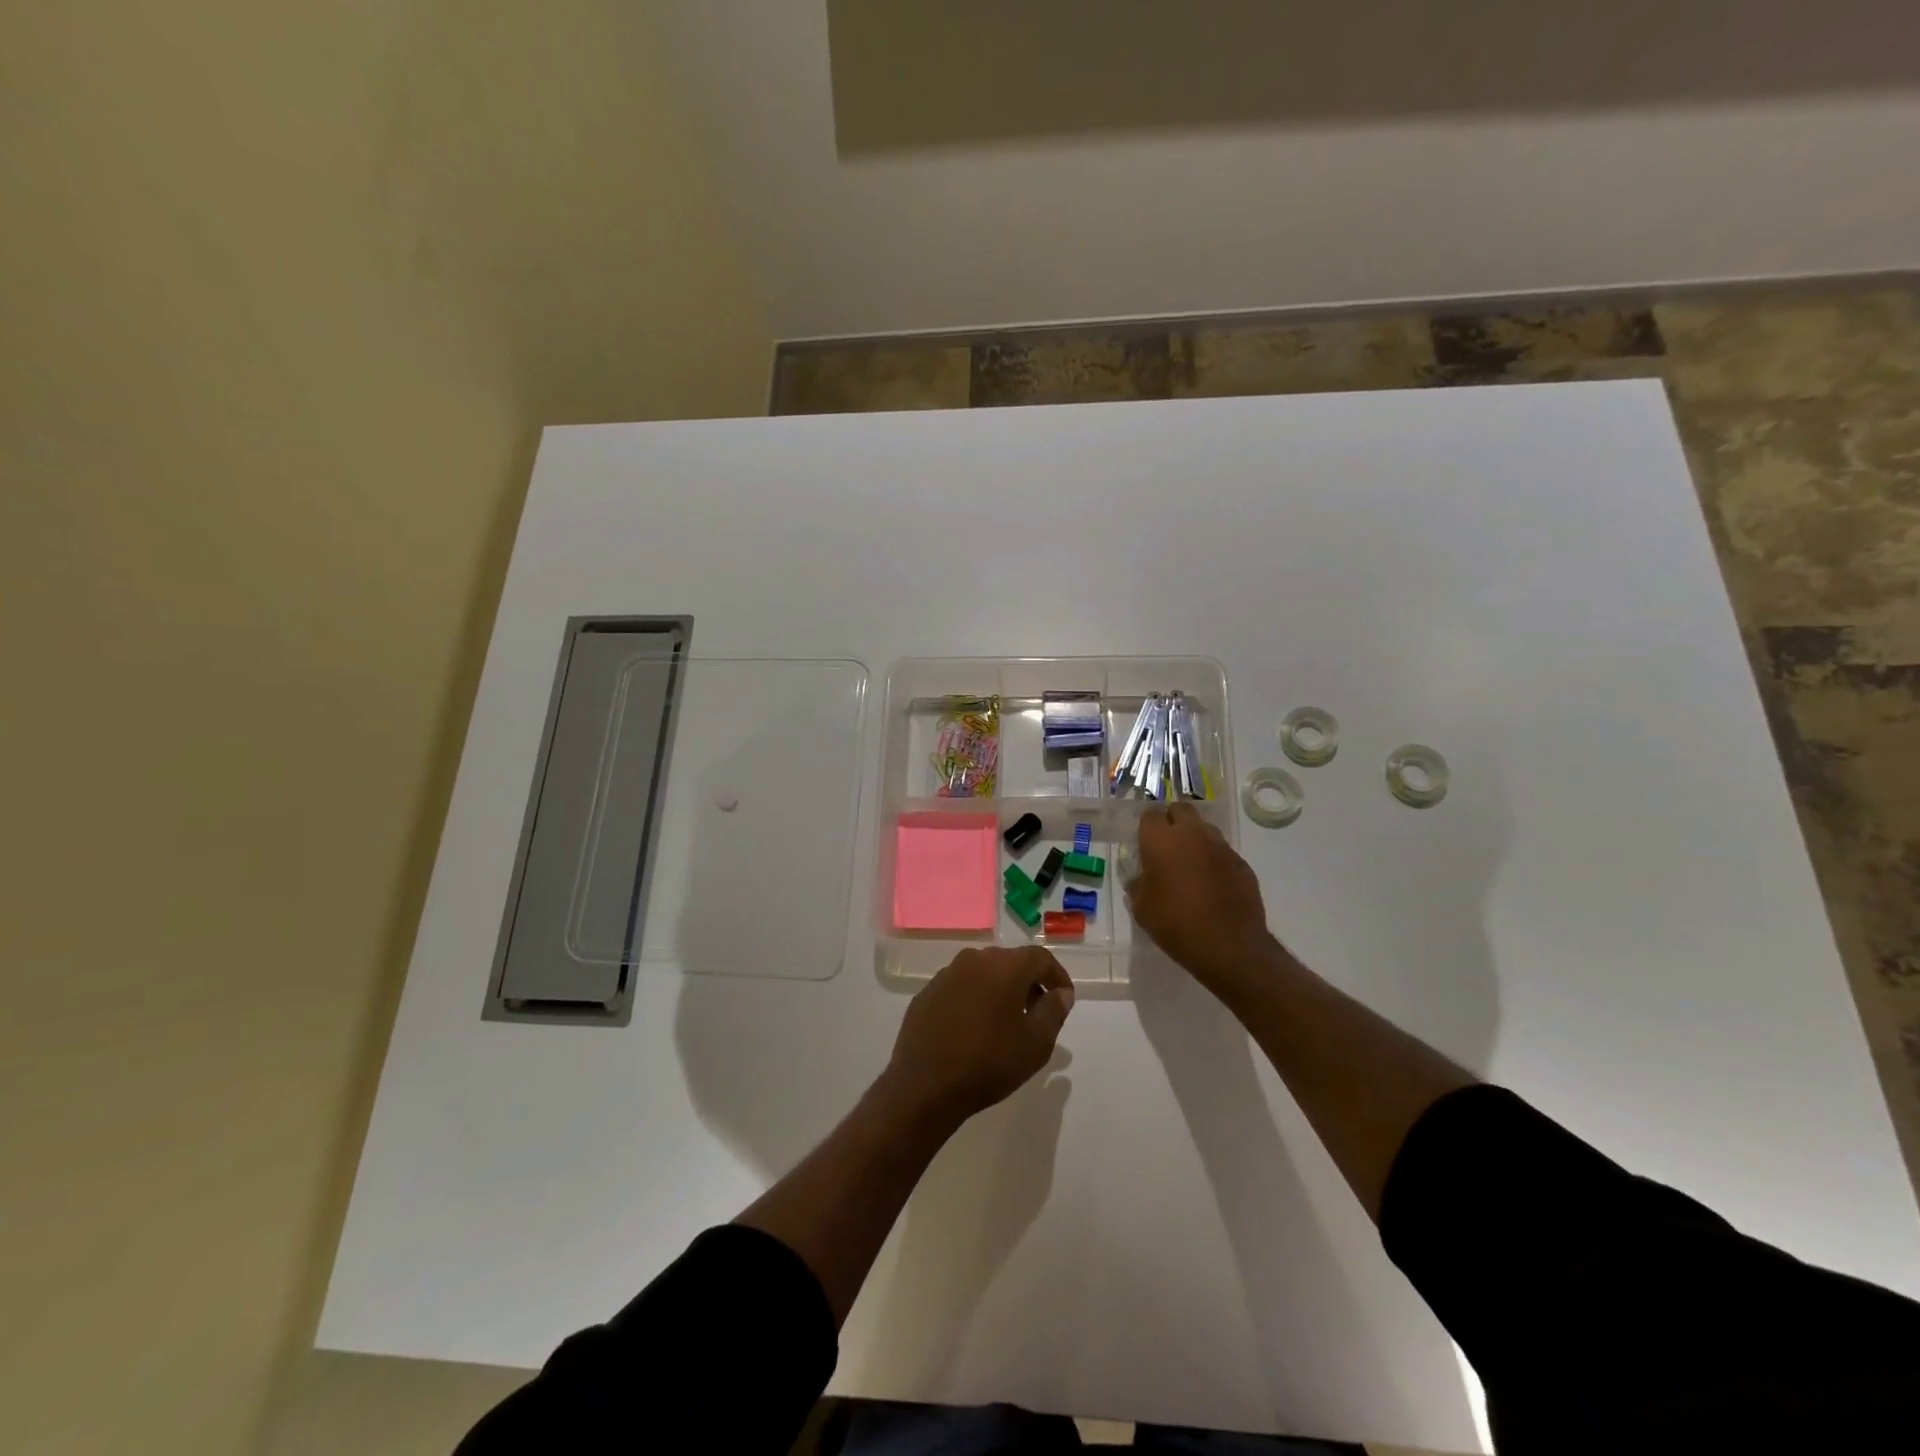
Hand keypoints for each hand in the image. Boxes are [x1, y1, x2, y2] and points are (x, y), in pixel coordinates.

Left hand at [882, 947, 1074, 1127]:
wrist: (925, 1085)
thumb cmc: (989, 1063)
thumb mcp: (1036, 1043)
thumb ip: (1054, 1011)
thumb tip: (1060, 993)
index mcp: (1005, 966)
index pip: (1040, 958)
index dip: (1057, 976)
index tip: (1064, 998)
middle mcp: (974, 959)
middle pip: (1011, 962)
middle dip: (1028, 982)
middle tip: (1037, 1011)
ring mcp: (947, 974)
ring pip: (983, 972)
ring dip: (1000, 989)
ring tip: (1006, 1021)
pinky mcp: (927, 992)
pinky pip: (960, 987)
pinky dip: (974, 998)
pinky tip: (974, 1027)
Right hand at [1127, 801, 1279, 997]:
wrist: (1229, 946)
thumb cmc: (1176, 925)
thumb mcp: (1141, 909)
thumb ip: (1137, 885)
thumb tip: (1140, 877)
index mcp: (1161, 841)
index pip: (1150, 815)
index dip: (1146, 827)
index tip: (1144, 843)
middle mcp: (1192, 834)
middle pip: (1181, 809)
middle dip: (1172, 820)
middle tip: (1166, 845)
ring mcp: (1221, 846)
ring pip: (1204, 828)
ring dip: (1195, 838)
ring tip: (1190, 864)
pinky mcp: (1241, 863)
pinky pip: (1223, 851)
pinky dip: (1214, 860)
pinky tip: (1212, 884)